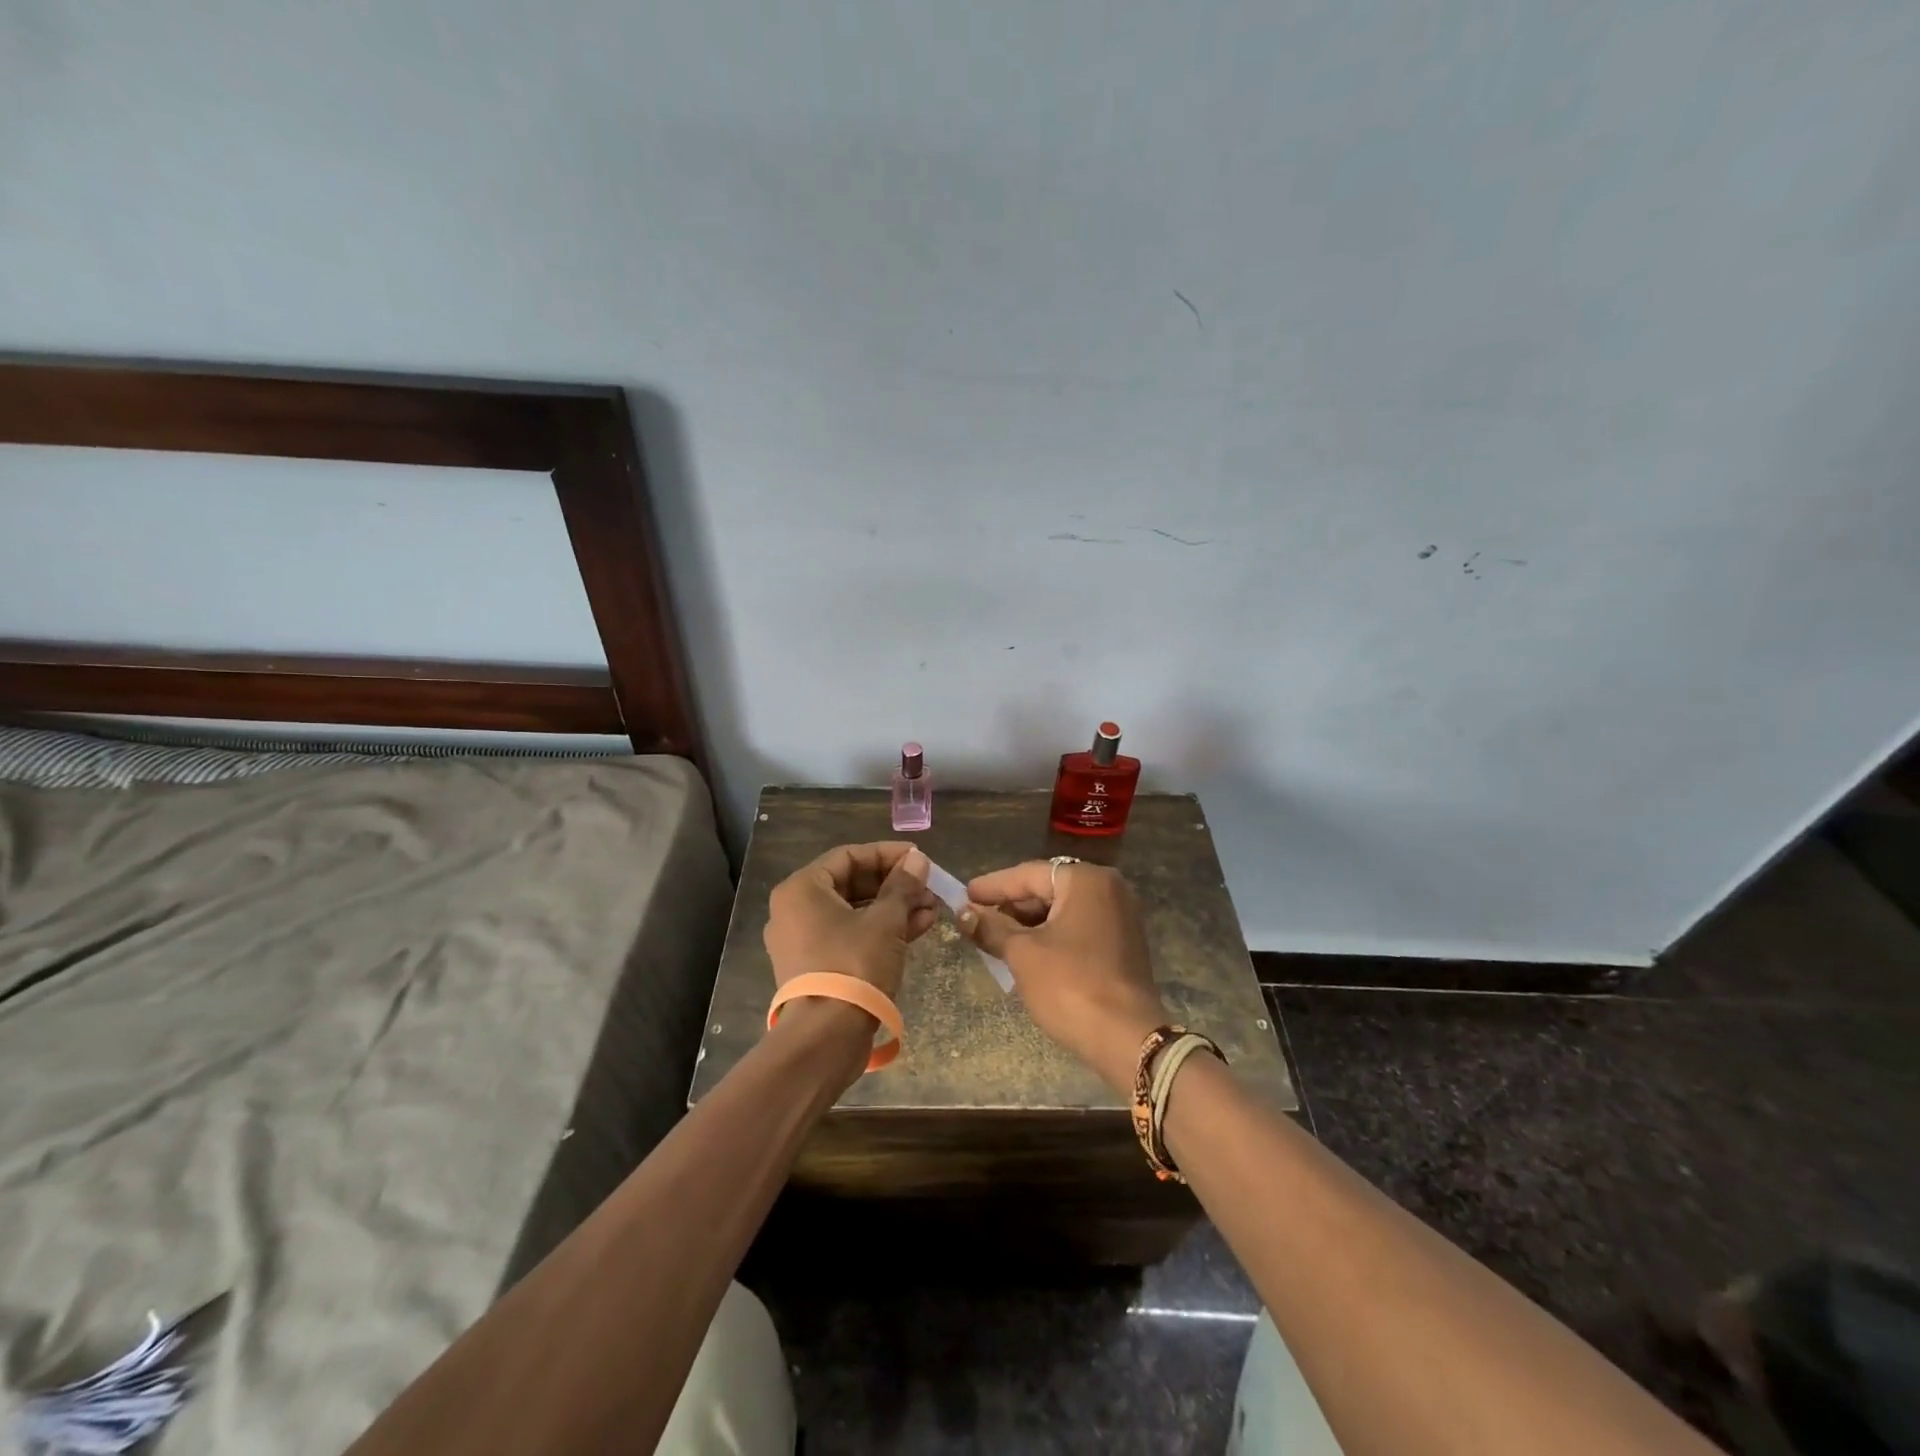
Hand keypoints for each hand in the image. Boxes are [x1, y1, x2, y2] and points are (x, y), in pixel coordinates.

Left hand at [764, 842, 938, 1001]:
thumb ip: (903, 886)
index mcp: (802, 889)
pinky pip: (850, 936)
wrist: (825, 1039)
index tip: (920, 858)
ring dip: (893, 908)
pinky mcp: (816, 967)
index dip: (888, 854)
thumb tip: (918, 860)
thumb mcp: (886, 921)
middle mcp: (795, 910)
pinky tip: (918, 929)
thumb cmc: (853, 966)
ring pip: (854, 912)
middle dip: (895, 885)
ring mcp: (803, 941)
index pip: (849, 856)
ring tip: (931, 910)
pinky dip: (880, 931)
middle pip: (851, 884)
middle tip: (928, 887)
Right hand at [957, 860, 1170, 1095]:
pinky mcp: (1122, 944)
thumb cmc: (1070, 986)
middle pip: (1048, 889)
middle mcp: (1108, 889)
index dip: (993, 886)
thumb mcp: (1023, 954)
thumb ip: (991, 927)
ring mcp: (1120, 916)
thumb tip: (963, 912)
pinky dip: (1051, 935)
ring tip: (993, 936)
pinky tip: (1024, 951)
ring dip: (1028, 923)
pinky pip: (1078, 928)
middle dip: (1011, 905)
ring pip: (1062, 910)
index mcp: (1086, 880)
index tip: (964, 894)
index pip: (1029, 874)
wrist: (1126, 1039)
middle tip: (975, 917)